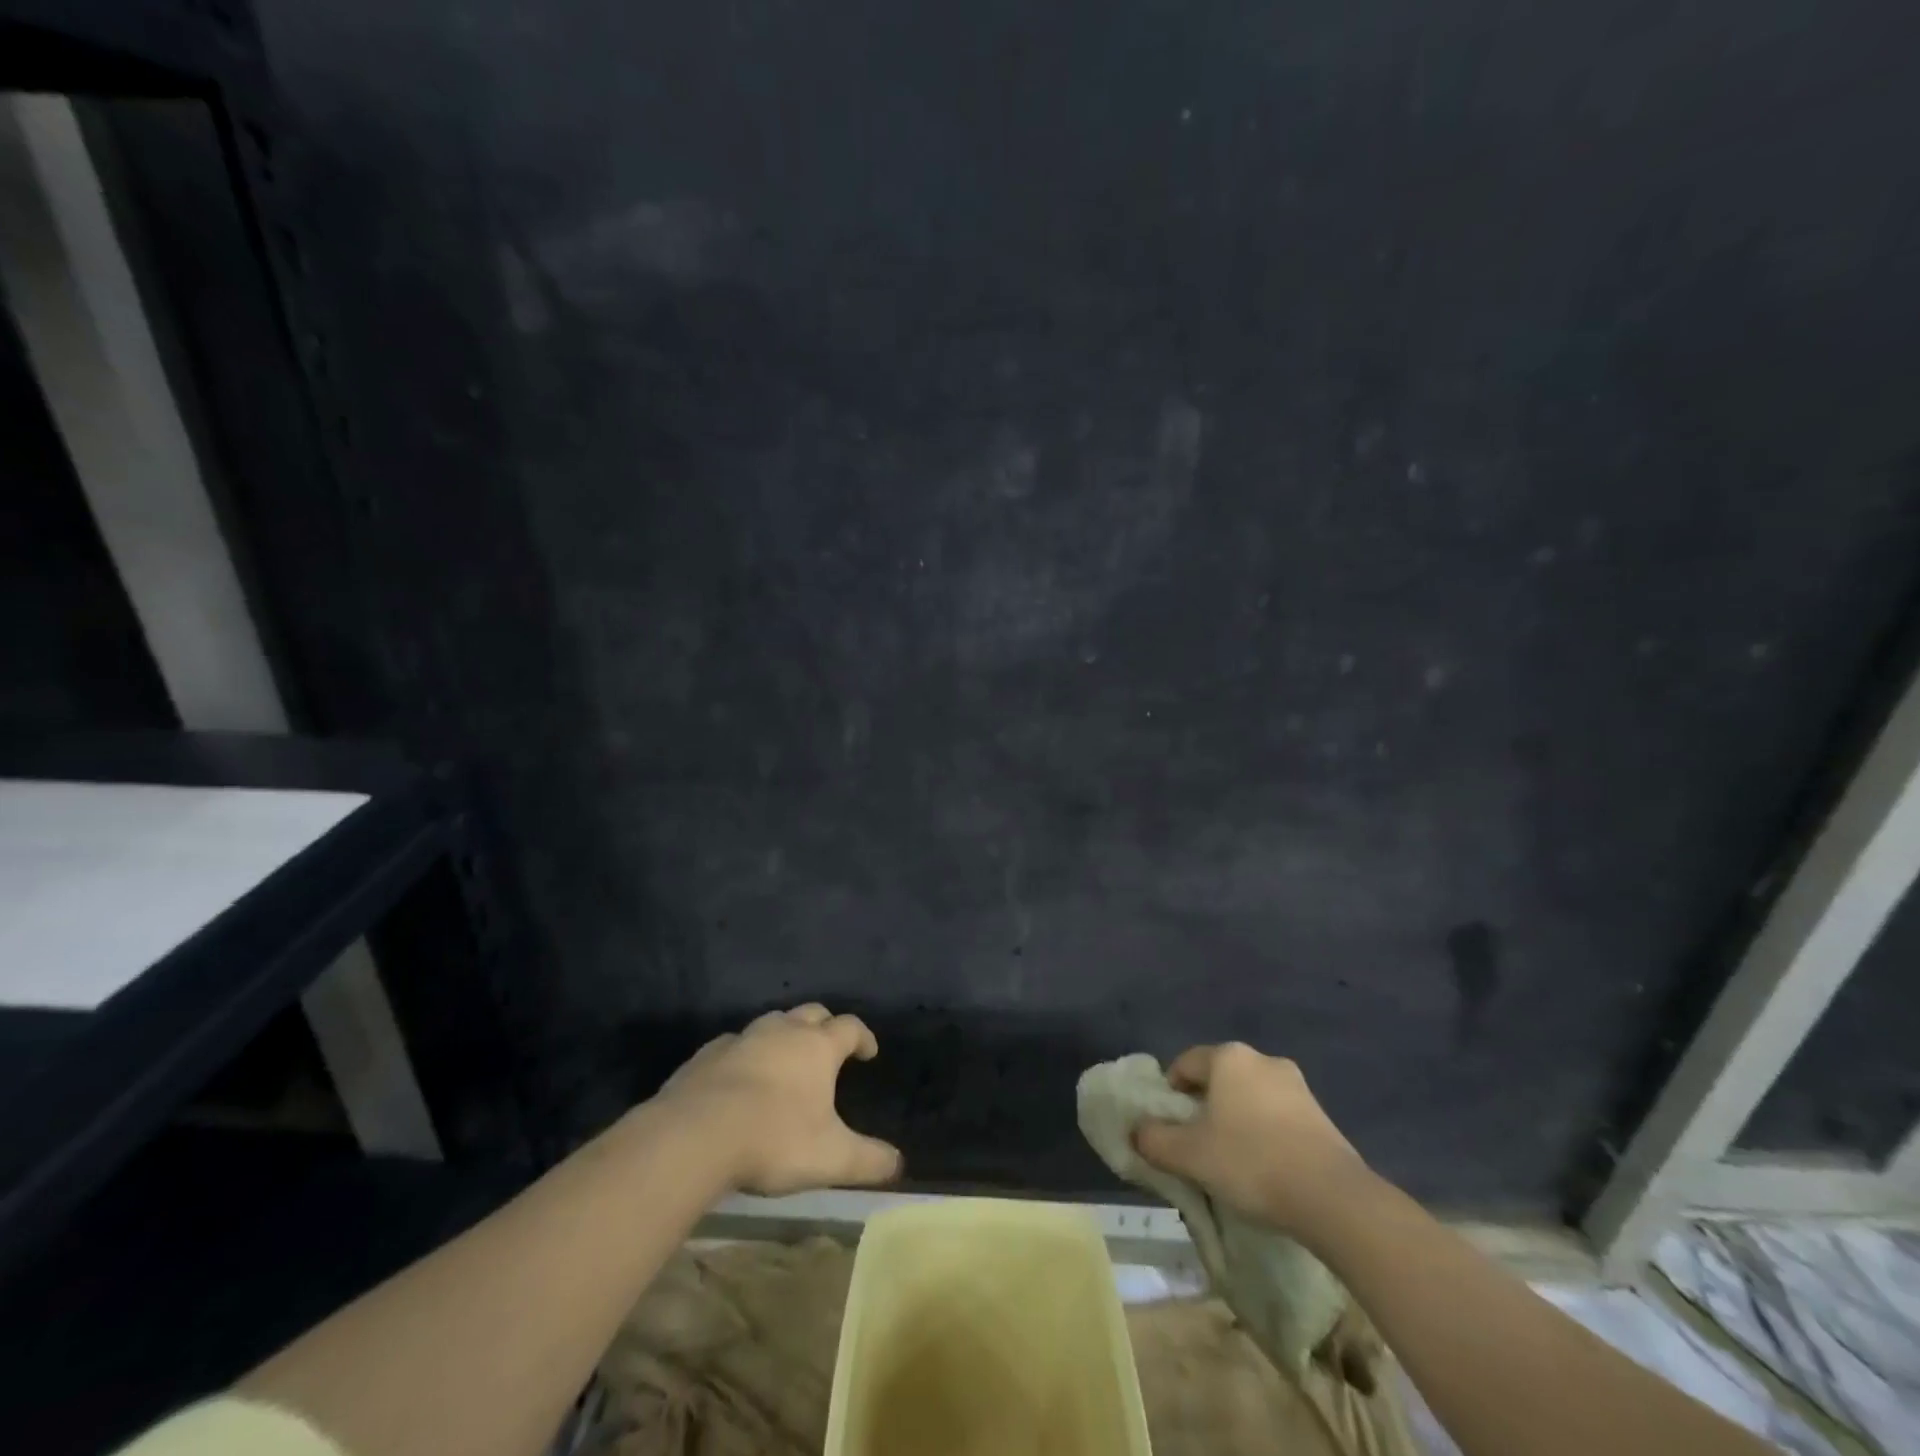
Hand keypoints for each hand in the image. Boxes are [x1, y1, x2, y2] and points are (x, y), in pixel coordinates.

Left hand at [652, 1004, 902, 1195]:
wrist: (695, 1134)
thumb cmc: (774, 1139)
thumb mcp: (831, 1158)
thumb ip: (869, 1160)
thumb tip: (900, 1164)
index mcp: (817, 1047)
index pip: (850, 1027)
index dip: (863, 1037)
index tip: (868, 1052)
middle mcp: (783, 1031)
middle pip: (812, 1013)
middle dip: (825, 1026)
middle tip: (828, 1048)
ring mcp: (743, 1038)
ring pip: (772, 1022)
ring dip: (783, 1035)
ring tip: (785, 1061)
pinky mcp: (707, 1054)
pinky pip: (734, 1044)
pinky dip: (745, 1054)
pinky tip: (739, 1077)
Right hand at [1133, 1042, 1372, 1240]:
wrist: (1332, 1197)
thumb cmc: (1250, 1162)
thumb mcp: (1189, 1155)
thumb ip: (1154, 1139)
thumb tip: (1137, 1131)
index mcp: (1228, 1057)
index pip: (1185, 1063)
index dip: (1170, 1093)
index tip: (1169, 1126)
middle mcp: (1262, 1059)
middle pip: (1219, 1079)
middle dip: (1204, 1107)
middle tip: (1197, 1144)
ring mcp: (1297, 1086)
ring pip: (1250, 1097)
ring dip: (1237, 1120)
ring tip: (1233, 1162)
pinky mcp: (1321, 1114)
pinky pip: (1278, 1116)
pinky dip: (1265, 1134)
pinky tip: (1266, 1168)